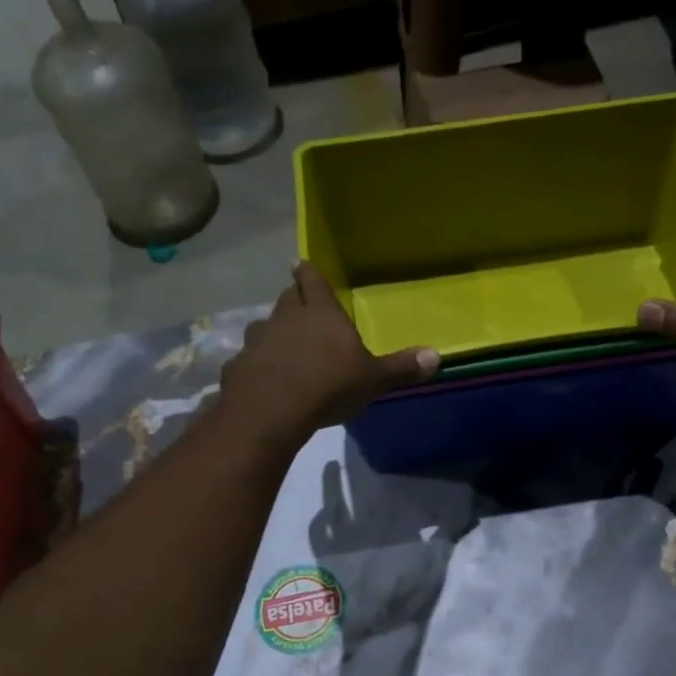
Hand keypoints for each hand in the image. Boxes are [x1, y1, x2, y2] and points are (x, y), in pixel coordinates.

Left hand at [219, 262, 438, 440]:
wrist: (271, 411)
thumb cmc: (328, 385)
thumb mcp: (372, 379)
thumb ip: (400, 368)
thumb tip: (437, 356)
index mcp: (320, 313)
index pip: (312, 281)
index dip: (309, 272)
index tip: (302, 263)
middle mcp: (285, 318)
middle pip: (287, 298)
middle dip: (293, 298)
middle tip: (299, 302)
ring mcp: (257, 341)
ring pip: (264, 325)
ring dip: (273, 331)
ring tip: (281, 342)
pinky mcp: (239, 366)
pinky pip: (249, 358)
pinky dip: (256, 362)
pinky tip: (263, 377)